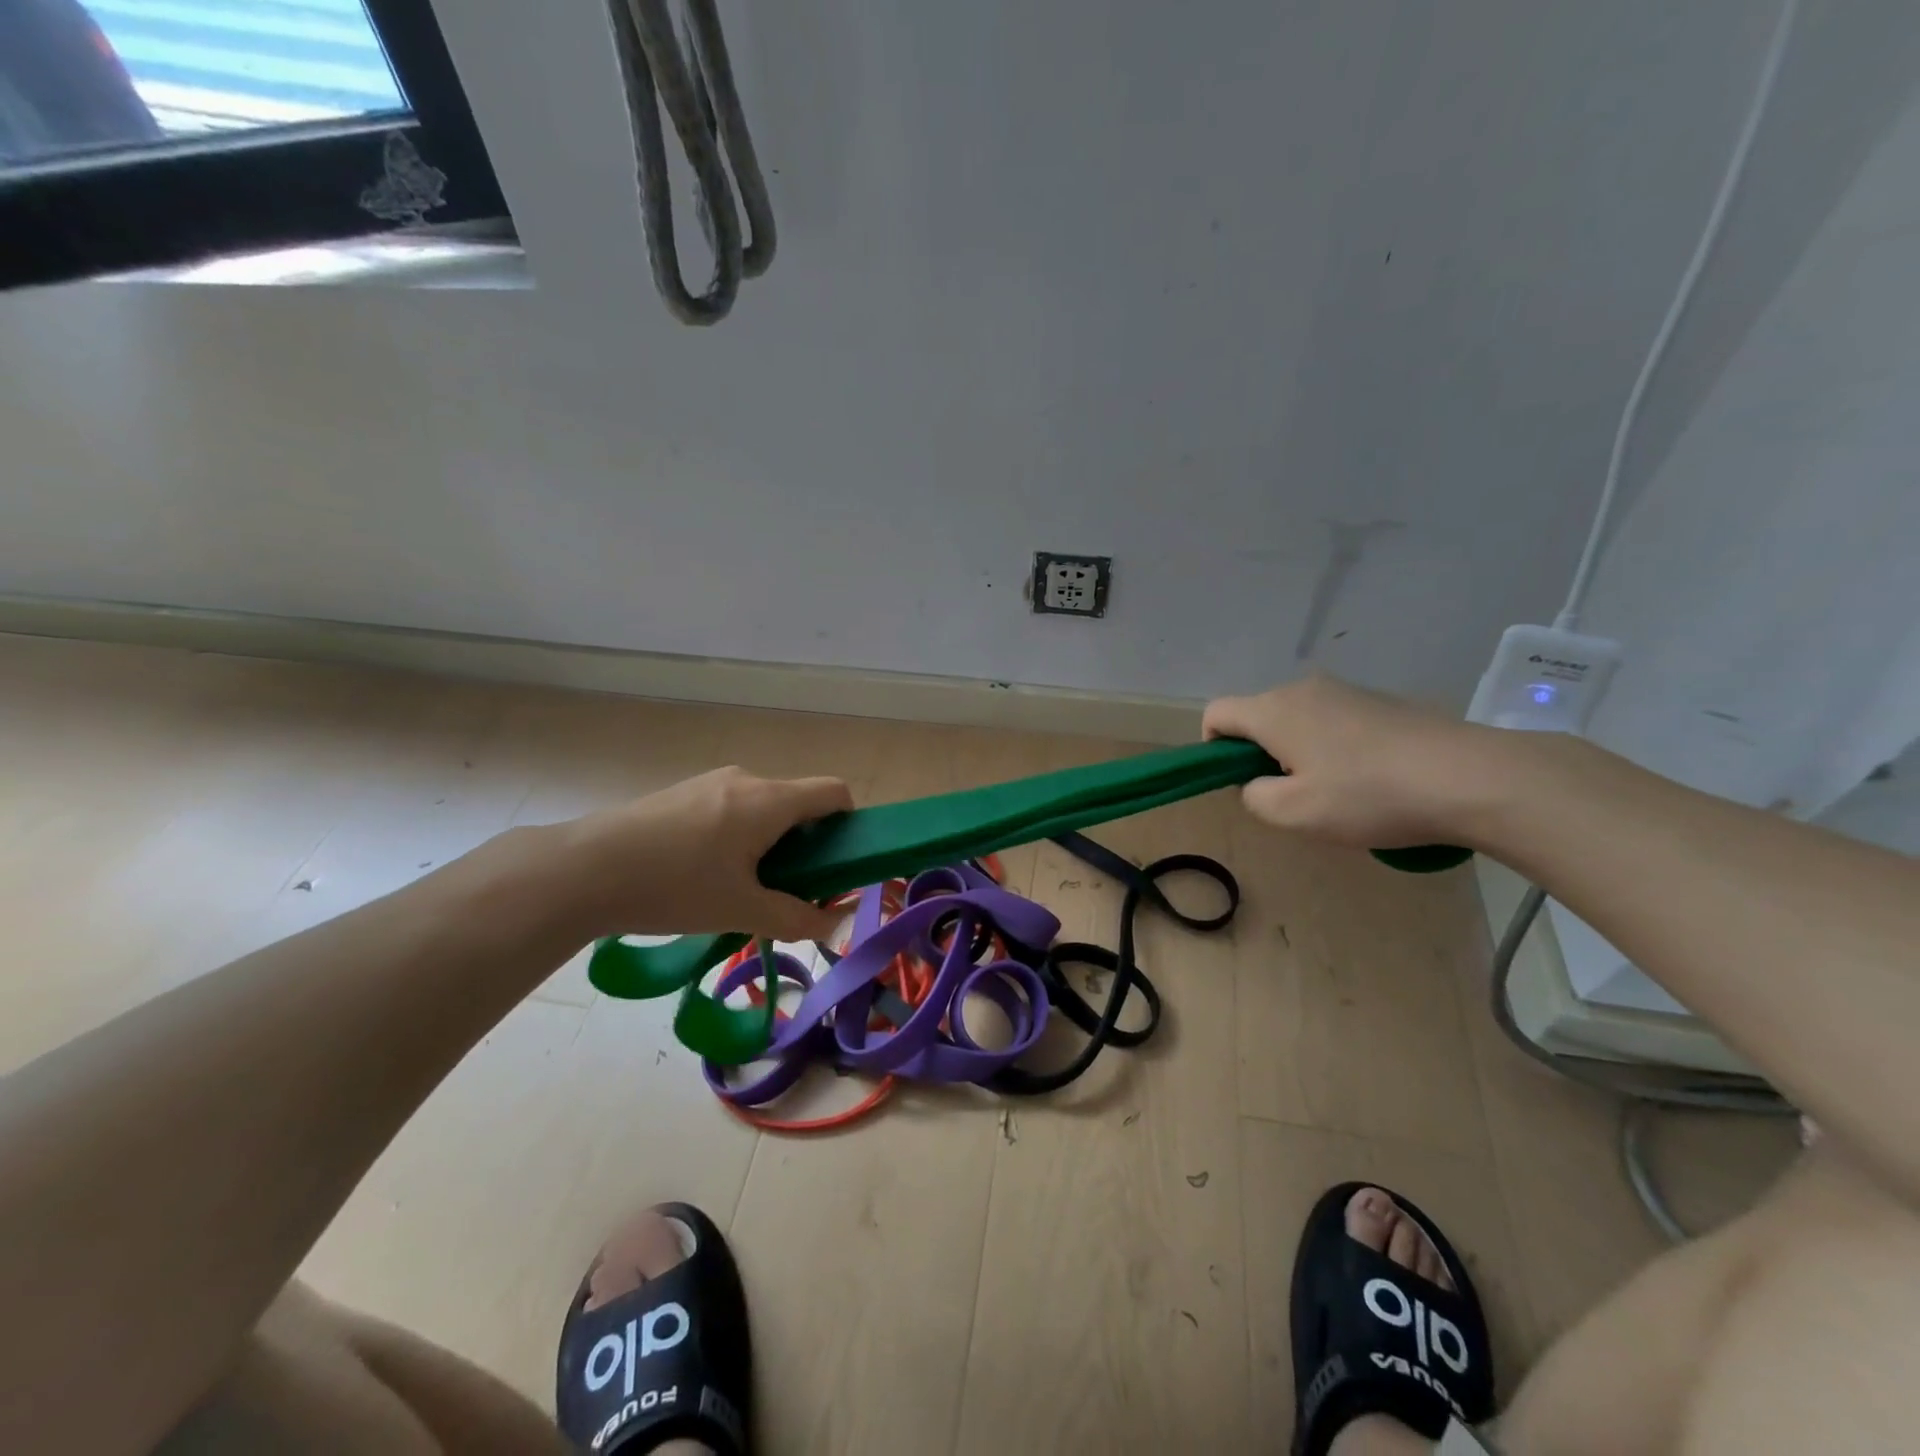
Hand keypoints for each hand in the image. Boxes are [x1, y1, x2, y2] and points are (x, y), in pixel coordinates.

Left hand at [552, 767, 851, 940]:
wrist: (583, 869)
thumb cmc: (674, 886)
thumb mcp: (741, 910)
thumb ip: (795, 917)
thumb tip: (835, 925)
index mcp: (769, 800)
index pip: (834, 791)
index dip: (848, 823)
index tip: (836, 863)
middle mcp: (746, 780)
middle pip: (798, 802)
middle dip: (806, 844)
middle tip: (787, 889)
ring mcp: (711, 782)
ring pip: (763, 807)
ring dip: (770, 842)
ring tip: (741, 887)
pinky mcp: (683, 792)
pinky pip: (731, 808)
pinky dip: (739, 836)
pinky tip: (704, 874)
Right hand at [1203, 676, 1490, 847]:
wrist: (1471, 777)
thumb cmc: (1369, 796)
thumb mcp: (1295, 814)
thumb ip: (1254, 797)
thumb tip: (1256, 783)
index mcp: (1274, 710)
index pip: (1217, 713)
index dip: (1212, 747)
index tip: (1238, 781)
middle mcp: (1304, 689)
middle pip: (1258, 716)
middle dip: (1259, 754)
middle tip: (1292, 796)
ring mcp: (1347, 691)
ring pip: (1297, 719)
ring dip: (1298, 752)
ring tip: (1335, 792)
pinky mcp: (1381, 702)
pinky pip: (1334, 721)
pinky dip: (1333, 747)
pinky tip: (1370, 779)